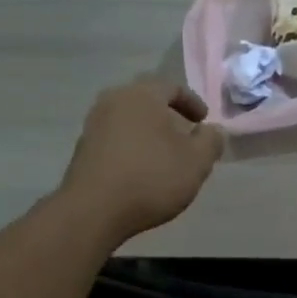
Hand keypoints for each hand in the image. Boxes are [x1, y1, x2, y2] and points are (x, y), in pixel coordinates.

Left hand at [61, 77, 224, 243]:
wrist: (93, 210)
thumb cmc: (151, 178)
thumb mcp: (197, 162)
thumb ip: (211, 140)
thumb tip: (212, 130)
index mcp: (142, 95)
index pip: (172, 87)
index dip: (193, 103)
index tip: (203, 122)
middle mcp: (113, 101)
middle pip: (147, 102)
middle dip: (169, 117)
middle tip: (185, 137)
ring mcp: (94, 125)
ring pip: (130, 121)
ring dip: (149, 134)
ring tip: (165, 156)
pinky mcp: (83, 149)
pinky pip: (115, 140)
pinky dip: (132, 148)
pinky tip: (142, 171)